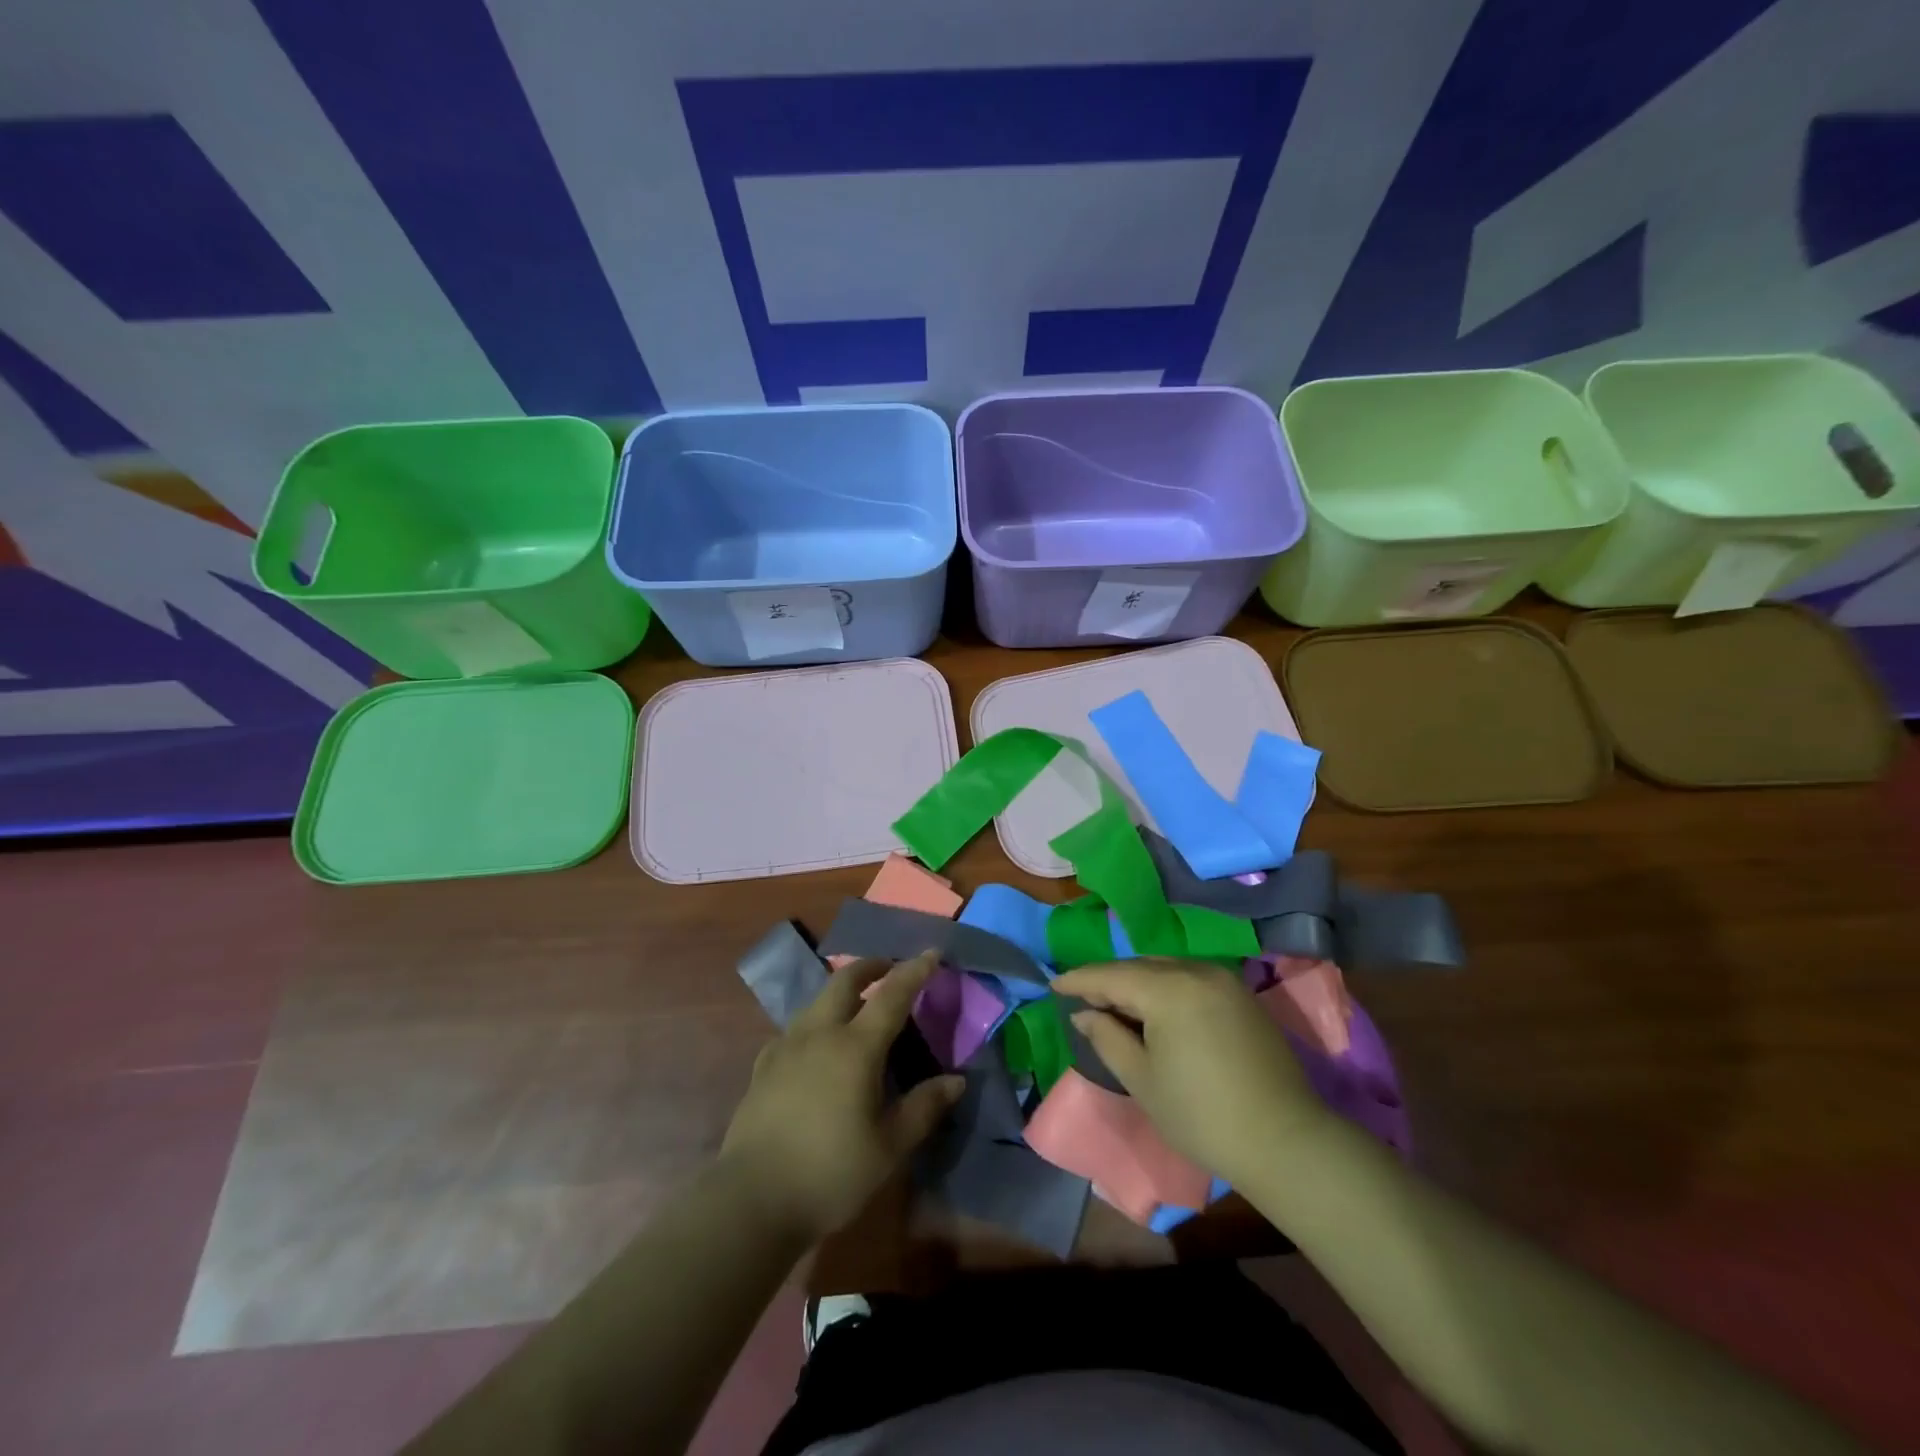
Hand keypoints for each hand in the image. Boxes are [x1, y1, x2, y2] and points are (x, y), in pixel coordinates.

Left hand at [720, 950, 963, 1244]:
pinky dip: (815, 1021)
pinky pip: (795, 1028)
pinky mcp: (764, 1067)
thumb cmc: (830, 1173)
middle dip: (870, 966)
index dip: (914, 971)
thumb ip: (924, 1108)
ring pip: (816, 1000)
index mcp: (855, 1047)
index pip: (892, 995)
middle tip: (889, 968)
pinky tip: (816, 1045)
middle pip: (845, 980)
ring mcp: (786, 1047)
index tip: (933, 953)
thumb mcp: (889, 1147)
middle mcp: (820, 1034)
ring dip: (841, 990)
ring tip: (856, 1003)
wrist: (752, 1201)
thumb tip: (956, 1080)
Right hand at [1050, 959, 1328, 1187]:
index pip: (1111, 975)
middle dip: (1108, 981)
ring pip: (1165, 969)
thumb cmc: (1202, 1115)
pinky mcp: (1241, 996)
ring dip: (1137, 983)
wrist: (1285, 1141)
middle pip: (1138, 967)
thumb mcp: (1142, 1080)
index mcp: (1169, 989)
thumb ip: (1106, 1037)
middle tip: (1082, 999)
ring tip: (1115, 1005)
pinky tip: (1155, 1010)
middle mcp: (1196, 971)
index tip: (1053, 984)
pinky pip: (1190, 979)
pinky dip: (1165, 988)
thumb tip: (1084, 1012)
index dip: (1079, 979)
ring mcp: (1223, 981)